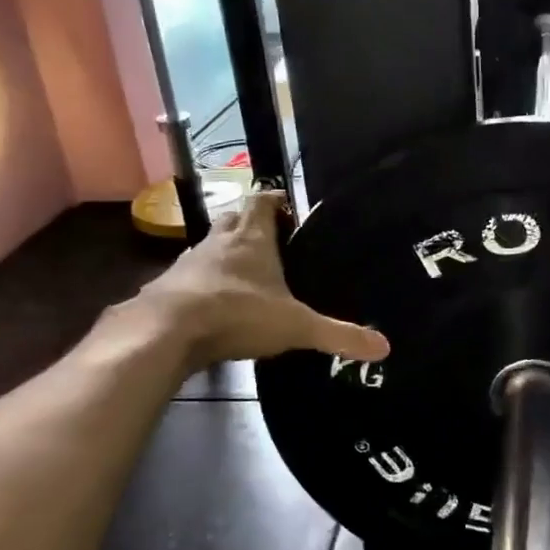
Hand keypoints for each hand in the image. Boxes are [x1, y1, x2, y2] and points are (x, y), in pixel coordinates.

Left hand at [135, 191, 389, 365]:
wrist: (165, 332)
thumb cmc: (237, 314)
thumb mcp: (296, 327)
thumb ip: (338, 335)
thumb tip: (385, 348)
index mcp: (252, 239)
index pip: (263, 201)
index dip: (275, 200)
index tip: (289, 208)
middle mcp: (218, 243)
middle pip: (234, 218)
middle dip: (250, 224)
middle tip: (271, 240)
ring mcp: (188, 264)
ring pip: (210, 247)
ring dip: (225, 253)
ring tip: (246, 274)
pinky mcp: (167, 288)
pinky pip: (190, 278)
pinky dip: (204, 284)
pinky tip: (214, 305)